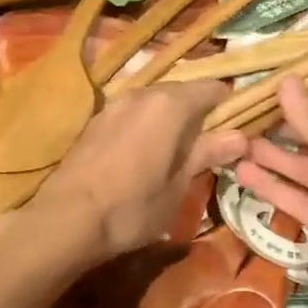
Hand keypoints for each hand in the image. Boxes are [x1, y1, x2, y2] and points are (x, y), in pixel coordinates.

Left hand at [30, 80, 246, 261]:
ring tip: (176, 153)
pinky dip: (144, 127)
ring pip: (153, 103)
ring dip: (169, 120)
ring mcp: (114, 105)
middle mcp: (142, 93)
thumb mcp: (179, 185)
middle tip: (209, 146)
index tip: (236, 128)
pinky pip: (131, 115)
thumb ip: (207, 154)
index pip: (212, 88)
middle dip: (198, 114)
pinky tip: (144, 155)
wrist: (66, 219)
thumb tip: (240, 136)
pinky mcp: (94, 122)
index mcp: (170, 104)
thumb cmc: (132, 206)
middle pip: (181, 93)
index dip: (228, 106)